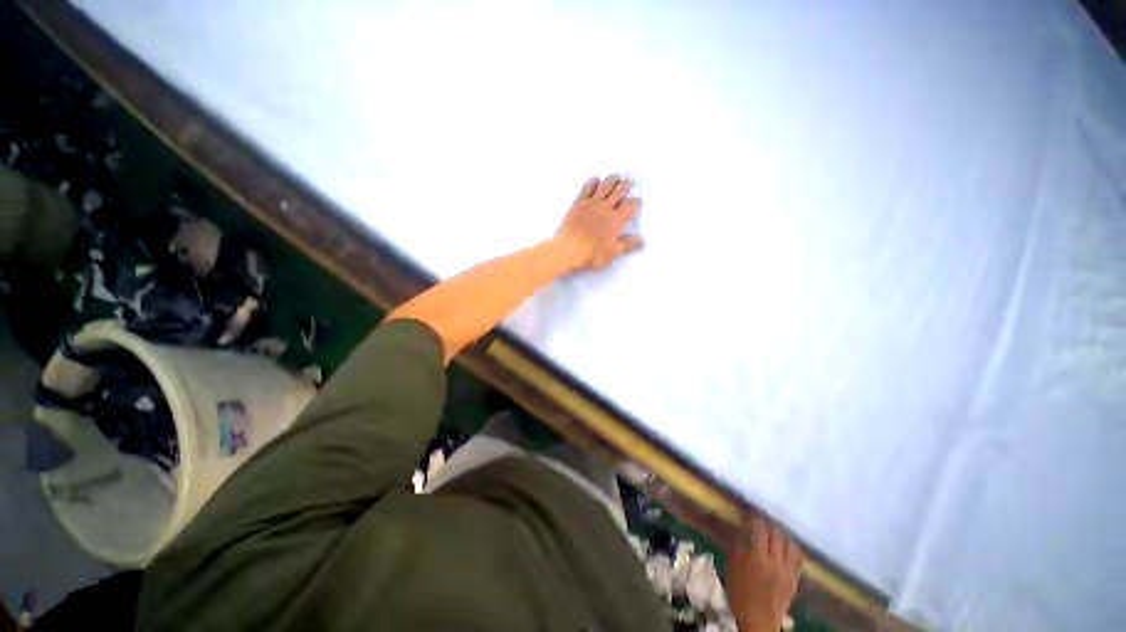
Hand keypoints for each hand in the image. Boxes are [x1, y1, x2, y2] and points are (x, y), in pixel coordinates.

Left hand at [554, 175, 643, 270]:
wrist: (568, 250)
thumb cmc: (592, 254)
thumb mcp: (614, 253)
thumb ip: (629, 245)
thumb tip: (642, 240)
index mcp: (616, 220)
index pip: (630, 206)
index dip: (636, 202)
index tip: (638, 200)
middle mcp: (606, 208)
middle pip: (618, 192)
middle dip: (625, 185)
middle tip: (629, 180)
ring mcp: (591, 204)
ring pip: (604, 187)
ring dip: (611, 180)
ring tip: (616, 176)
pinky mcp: (578, 204)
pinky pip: (586, 189)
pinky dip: (592, 183)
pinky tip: (595, 178)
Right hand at [726, 515, 801, 631]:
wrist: (760, 619)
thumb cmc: (741, 599)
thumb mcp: (732, 577)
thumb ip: (737, 555)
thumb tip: (740, 537)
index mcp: (757, 559)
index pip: (759, 531)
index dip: (755, 521)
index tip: (751, 516)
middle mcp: (776, 559)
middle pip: (776, 534)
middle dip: (770, 527)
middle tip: (763, 525)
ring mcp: (789, 566)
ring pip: (790, 543)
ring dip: (783, 536)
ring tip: (777, 535)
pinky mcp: (797, 574)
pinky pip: (798, 556)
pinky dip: (792, 549)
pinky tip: (788, 550)